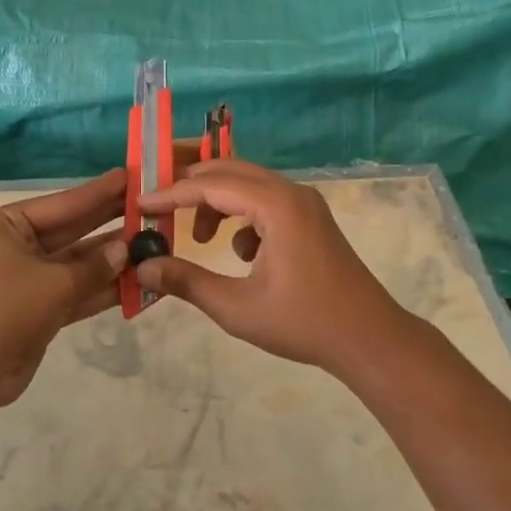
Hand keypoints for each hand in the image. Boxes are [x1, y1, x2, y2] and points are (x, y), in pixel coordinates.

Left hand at [0, 171, 129, 410]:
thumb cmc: (5, 309)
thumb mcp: (53, 283)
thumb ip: (94, 266)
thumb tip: (127, 249)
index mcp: (8, 225)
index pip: (64, 203)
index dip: (99, 191)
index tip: (131, 175)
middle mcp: (18, 245)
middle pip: (73, 229)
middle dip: (110, 221)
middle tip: (150, 205)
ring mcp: (30, 278)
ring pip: (79, 263)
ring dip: (113, 259)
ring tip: (154, 244)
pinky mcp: (40, 308)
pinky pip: (77, 291)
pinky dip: (104, 288)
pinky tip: (139, 282)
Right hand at [134, 159, 414, 372]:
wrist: (371, 339)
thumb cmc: (304, 323)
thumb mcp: (237, 308)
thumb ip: (187, 282)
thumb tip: (144, 267)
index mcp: (276, 205)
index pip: (211, 185)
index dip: (171, 194)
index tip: (139, 205)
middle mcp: (291, 192)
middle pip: (229, 171)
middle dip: (191, 188)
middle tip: (160, 209)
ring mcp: (305, 203)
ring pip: (247, 184)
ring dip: (217, 202)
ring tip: (200, 240)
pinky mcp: (311, 218)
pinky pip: (265, 200)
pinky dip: (242, 216)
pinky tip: (242, 255)